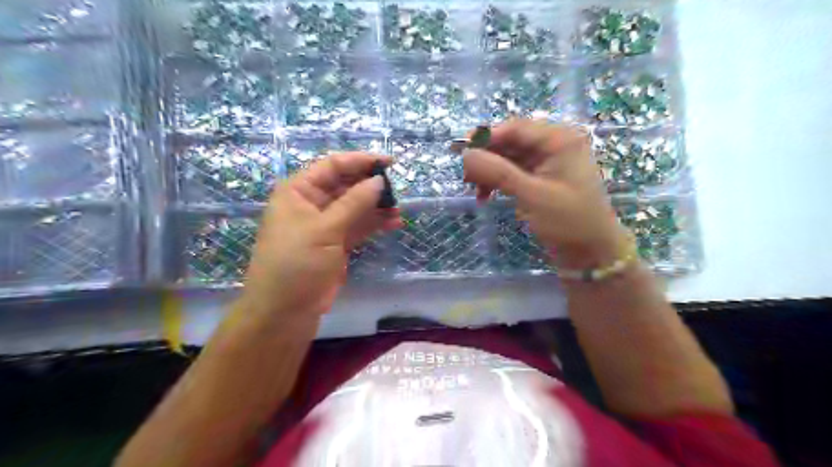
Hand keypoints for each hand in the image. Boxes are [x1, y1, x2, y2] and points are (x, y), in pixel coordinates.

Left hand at [237, 151, 402, 320]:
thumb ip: (353, 203)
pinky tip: (393, 222)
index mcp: (299, 191)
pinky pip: (358, 227)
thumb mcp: (325, 229)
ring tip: (399, 208)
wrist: (285, 310)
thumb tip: (379, 181)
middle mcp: (311, 203)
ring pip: (355, 207)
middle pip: (346, 185)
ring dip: (377, 206)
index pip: (333, 166)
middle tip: (397, 189)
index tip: (389, 163)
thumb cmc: (297, 263)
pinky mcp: (336, 243)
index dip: (360, 161)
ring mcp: (325, 224)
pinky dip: (375, 224)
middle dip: (371, 186)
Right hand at [461, 118, 630, 267]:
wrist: (591, 253)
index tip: (459, 151)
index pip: (515, 128)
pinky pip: (514, 172)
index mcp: (559, 140)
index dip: (486, 137)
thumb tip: (465, 154)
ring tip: (474, 190)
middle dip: (486, 158)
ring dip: (490, 172)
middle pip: (510, 142)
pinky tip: (486, 196)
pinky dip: (498, 182)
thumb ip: (497, 172)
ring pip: (509, 158)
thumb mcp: (531, 195)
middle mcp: (554, 145)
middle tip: (465, 177)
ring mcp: (548, 162)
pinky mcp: (542, 179)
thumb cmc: (568, 222)